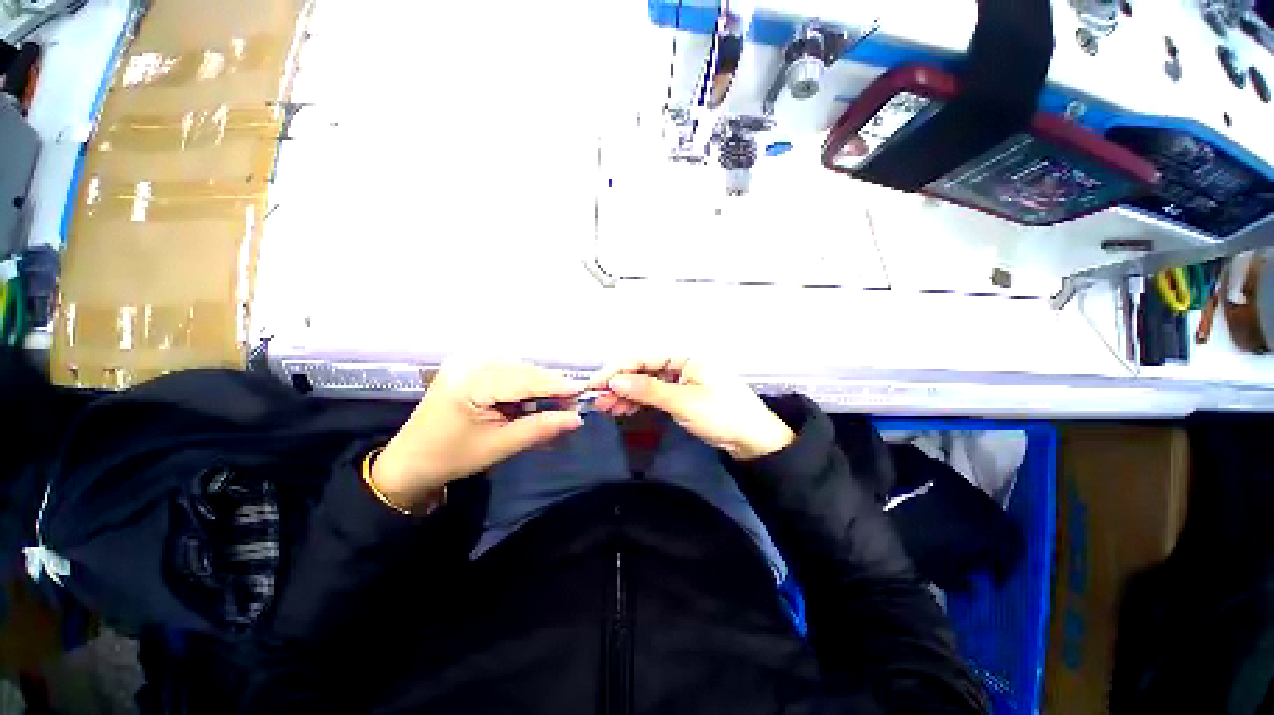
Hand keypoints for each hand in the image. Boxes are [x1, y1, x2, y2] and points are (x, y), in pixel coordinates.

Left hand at [372, 360, 584, 509]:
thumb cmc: (452, 457)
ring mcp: (468, 363)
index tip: (584, 391)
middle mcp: (470, 363)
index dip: (556, 385)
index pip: (524, 379)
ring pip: (518, 369)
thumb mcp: (499, 446)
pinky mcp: (470, 369)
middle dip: (550, 386)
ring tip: (556, 404)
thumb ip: (540, 428)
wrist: (410, 462)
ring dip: (539, 386)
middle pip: (523, 370)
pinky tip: (533, 400)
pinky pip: (507, 373)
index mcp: (471, 382)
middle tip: (572, 404)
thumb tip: (576, 418)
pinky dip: (525, 386)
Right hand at [588, 358, 794, 460]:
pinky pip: (655, 396)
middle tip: (598, 401)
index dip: (618, 370)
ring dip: (626, 395)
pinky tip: (624, 410)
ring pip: (647, 384)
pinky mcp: (682, 397)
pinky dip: (639, 403)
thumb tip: (614, 380)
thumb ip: (648, 390)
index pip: (644, 358)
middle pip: (643, 371)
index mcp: (685, 357)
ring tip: (606, 408)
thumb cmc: (722, 415)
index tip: (595, 384)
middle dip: (620, 384)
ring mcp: (681, 382)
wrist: (753, 441)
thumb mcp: (683, 401)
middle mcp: (681, 365)